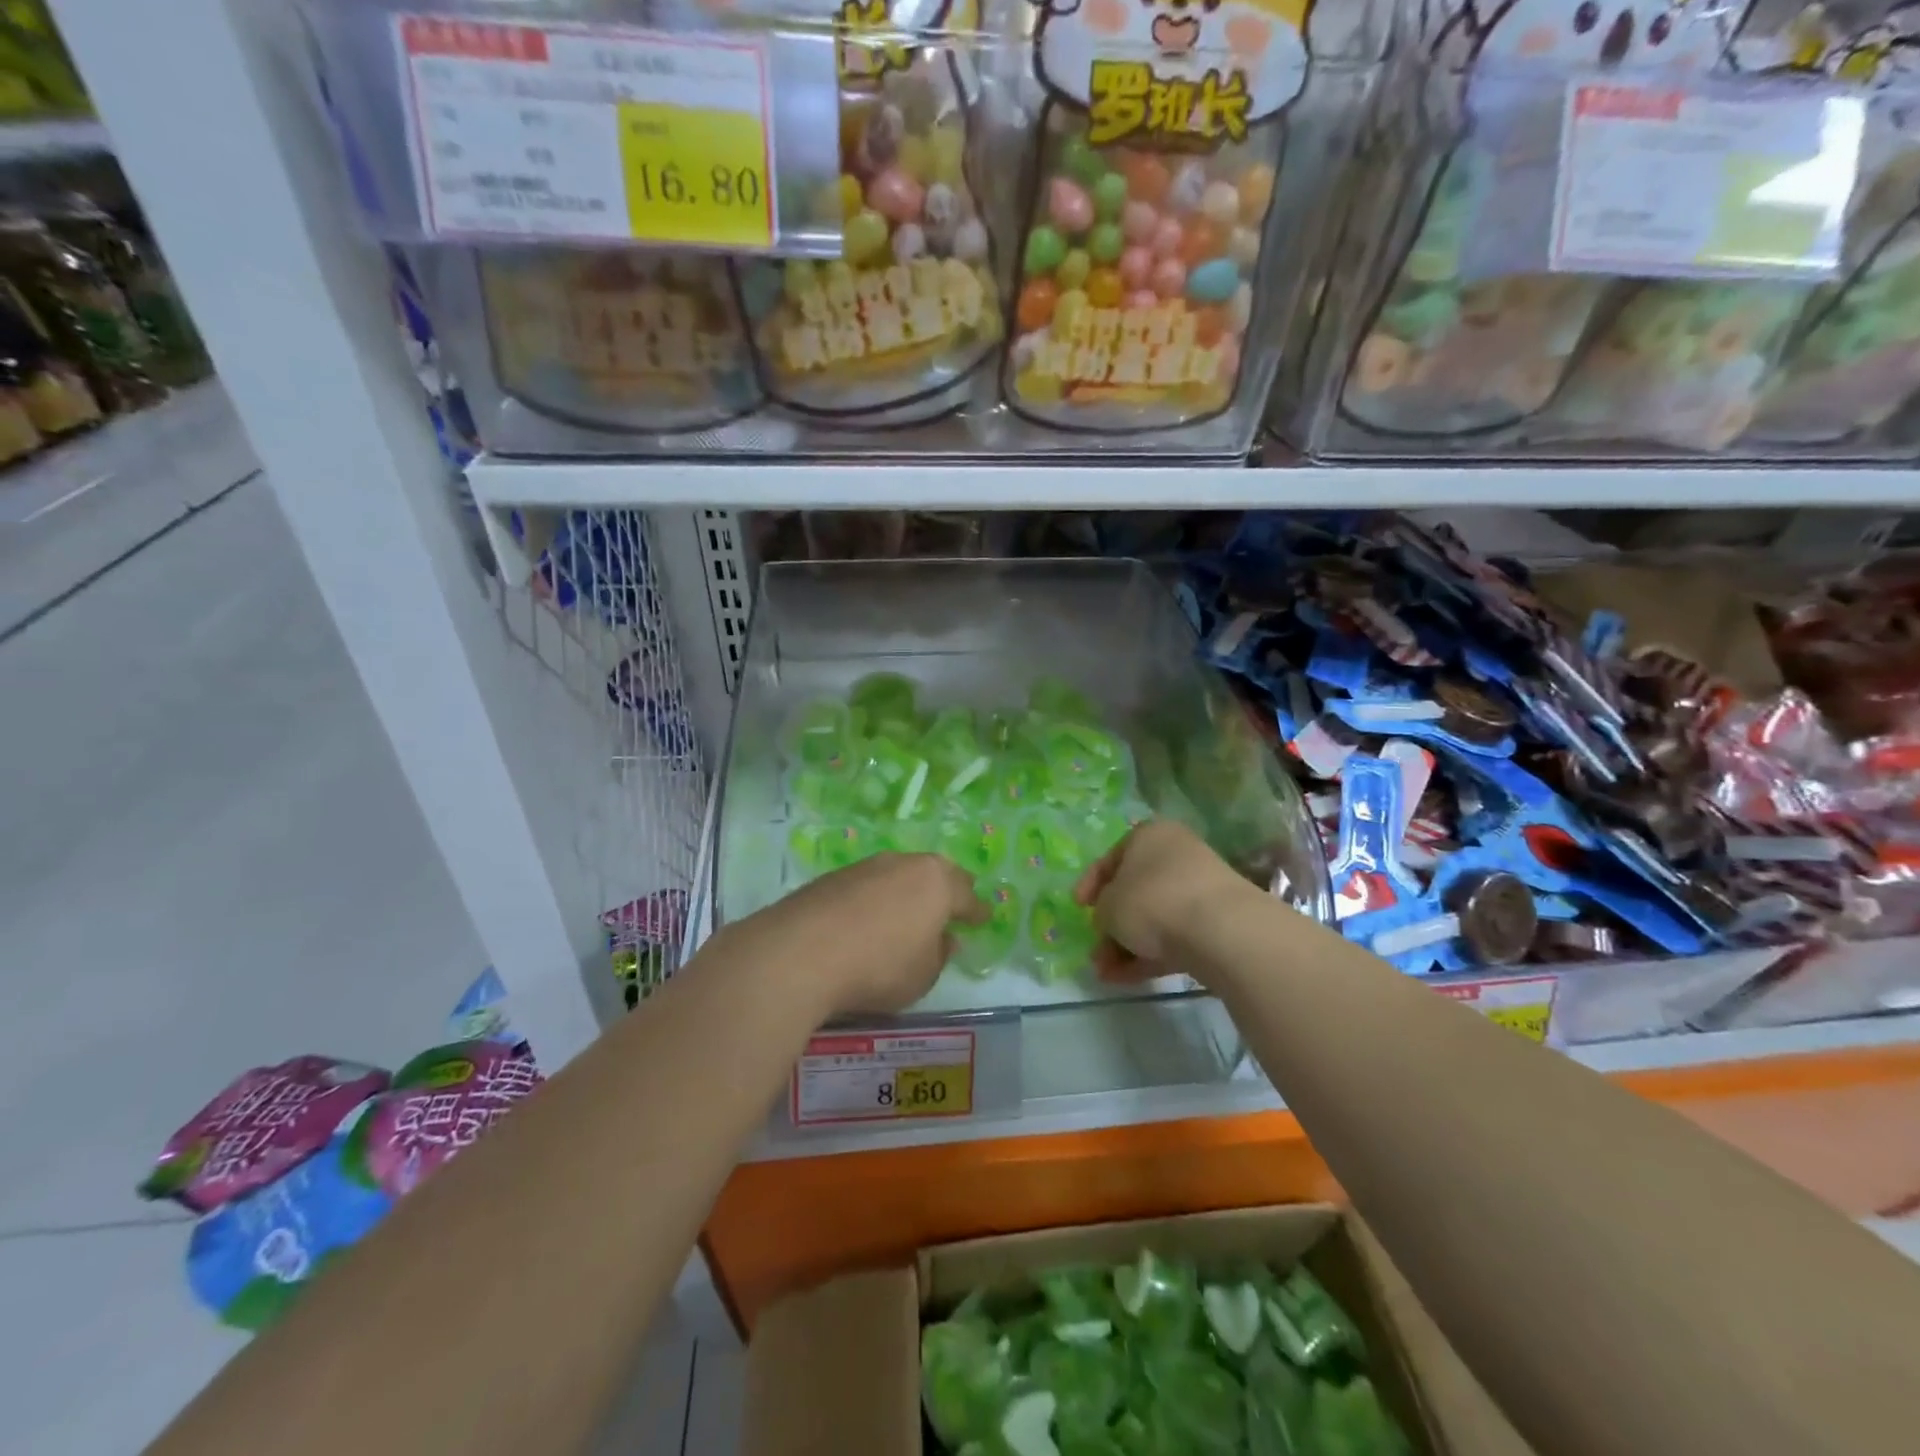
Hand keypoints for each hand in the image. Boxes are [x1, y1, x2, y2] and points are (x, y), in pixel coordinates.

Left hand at [725, 853, 985, 1020]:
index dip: (977, 910)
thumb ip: (939, 954)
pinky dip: (877, 898)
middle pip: (935, 873)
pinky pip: (869, 885)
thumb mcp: (923, 975)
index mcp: (937, 883)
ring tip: (909, 912)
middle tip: (953, 905)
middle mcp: (904, 864)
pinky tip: (870, 918)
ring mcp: (866, 866)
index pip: (967, 896)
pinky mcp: (833, 876)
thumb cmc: (878, 967)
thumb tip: (943, 938)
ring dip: (908, 891)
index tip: (984, 918)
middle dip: (947, 889)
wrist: (800, 952)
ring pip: (899, 874)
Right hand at [1073, 820, 1245, 982]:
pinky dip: (1150, 954)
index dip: (1089, 884)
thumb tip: (1109, 921)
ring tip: (1107, 973)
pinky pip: (1174, 936)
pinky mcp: (1215, 922)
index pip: (1111, 858)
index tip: (1077, 908)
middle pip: (1134, 890)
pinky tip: (1128, 979)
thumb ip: (1101, 911)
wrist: (1220, 930)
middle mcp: (1176, 855)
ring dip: (1127, 944)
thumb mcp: (1108, 906)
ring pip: (1154, 917)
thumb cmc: (1152, 901)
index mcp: (1149, 836)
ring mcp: (1200, 889)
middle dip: (1111, 924)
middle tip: (1095, 949)